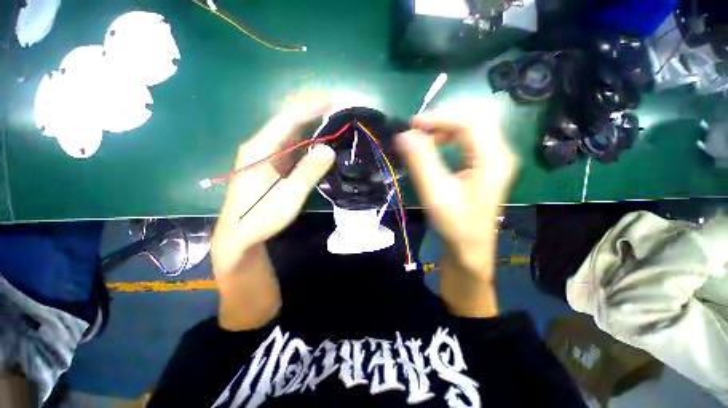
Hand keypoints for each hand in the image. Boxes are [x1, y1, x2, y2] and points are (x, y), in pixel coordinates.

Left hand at [212, 96, 334, 308]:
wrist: (239, 234)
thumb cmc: (261, 217)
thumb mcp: (288, 197)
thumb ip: (308, 172)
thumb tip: (328, 148)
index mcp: (260, 150)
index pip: (286, 120)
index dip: (308, 108)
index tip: (329, 100)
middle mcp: (260, 147)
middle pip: (287, 123)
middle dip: (309, 113)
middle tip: (333, 108)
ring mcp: (264, 156)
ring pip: (289, 136)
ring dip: (309, 127)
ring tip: (330, 122)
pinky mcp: (270, 166)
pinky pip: (290, 149)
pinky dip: (305, 143)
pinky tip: (317, 143)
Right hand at [396, 113, 518, 279]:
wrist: (469, 248)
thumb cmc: (454, 224)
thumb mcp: (435, 192)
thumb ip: (420, 161)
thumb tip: (403, 135)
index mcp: (493, 158)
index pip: (469, 122)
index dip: (439, 118)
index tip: (412, 124)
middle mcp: (499, 154)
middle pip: (472, 121)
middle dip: (442, 121)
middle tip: (416, 130)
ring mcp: (494, 160)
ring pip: (470, 130)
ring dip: (445, 129)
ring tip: (423, 138)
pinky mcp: (486, 166)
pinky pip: (469, 142)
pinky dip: (449, 139)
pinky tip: (436, 147)